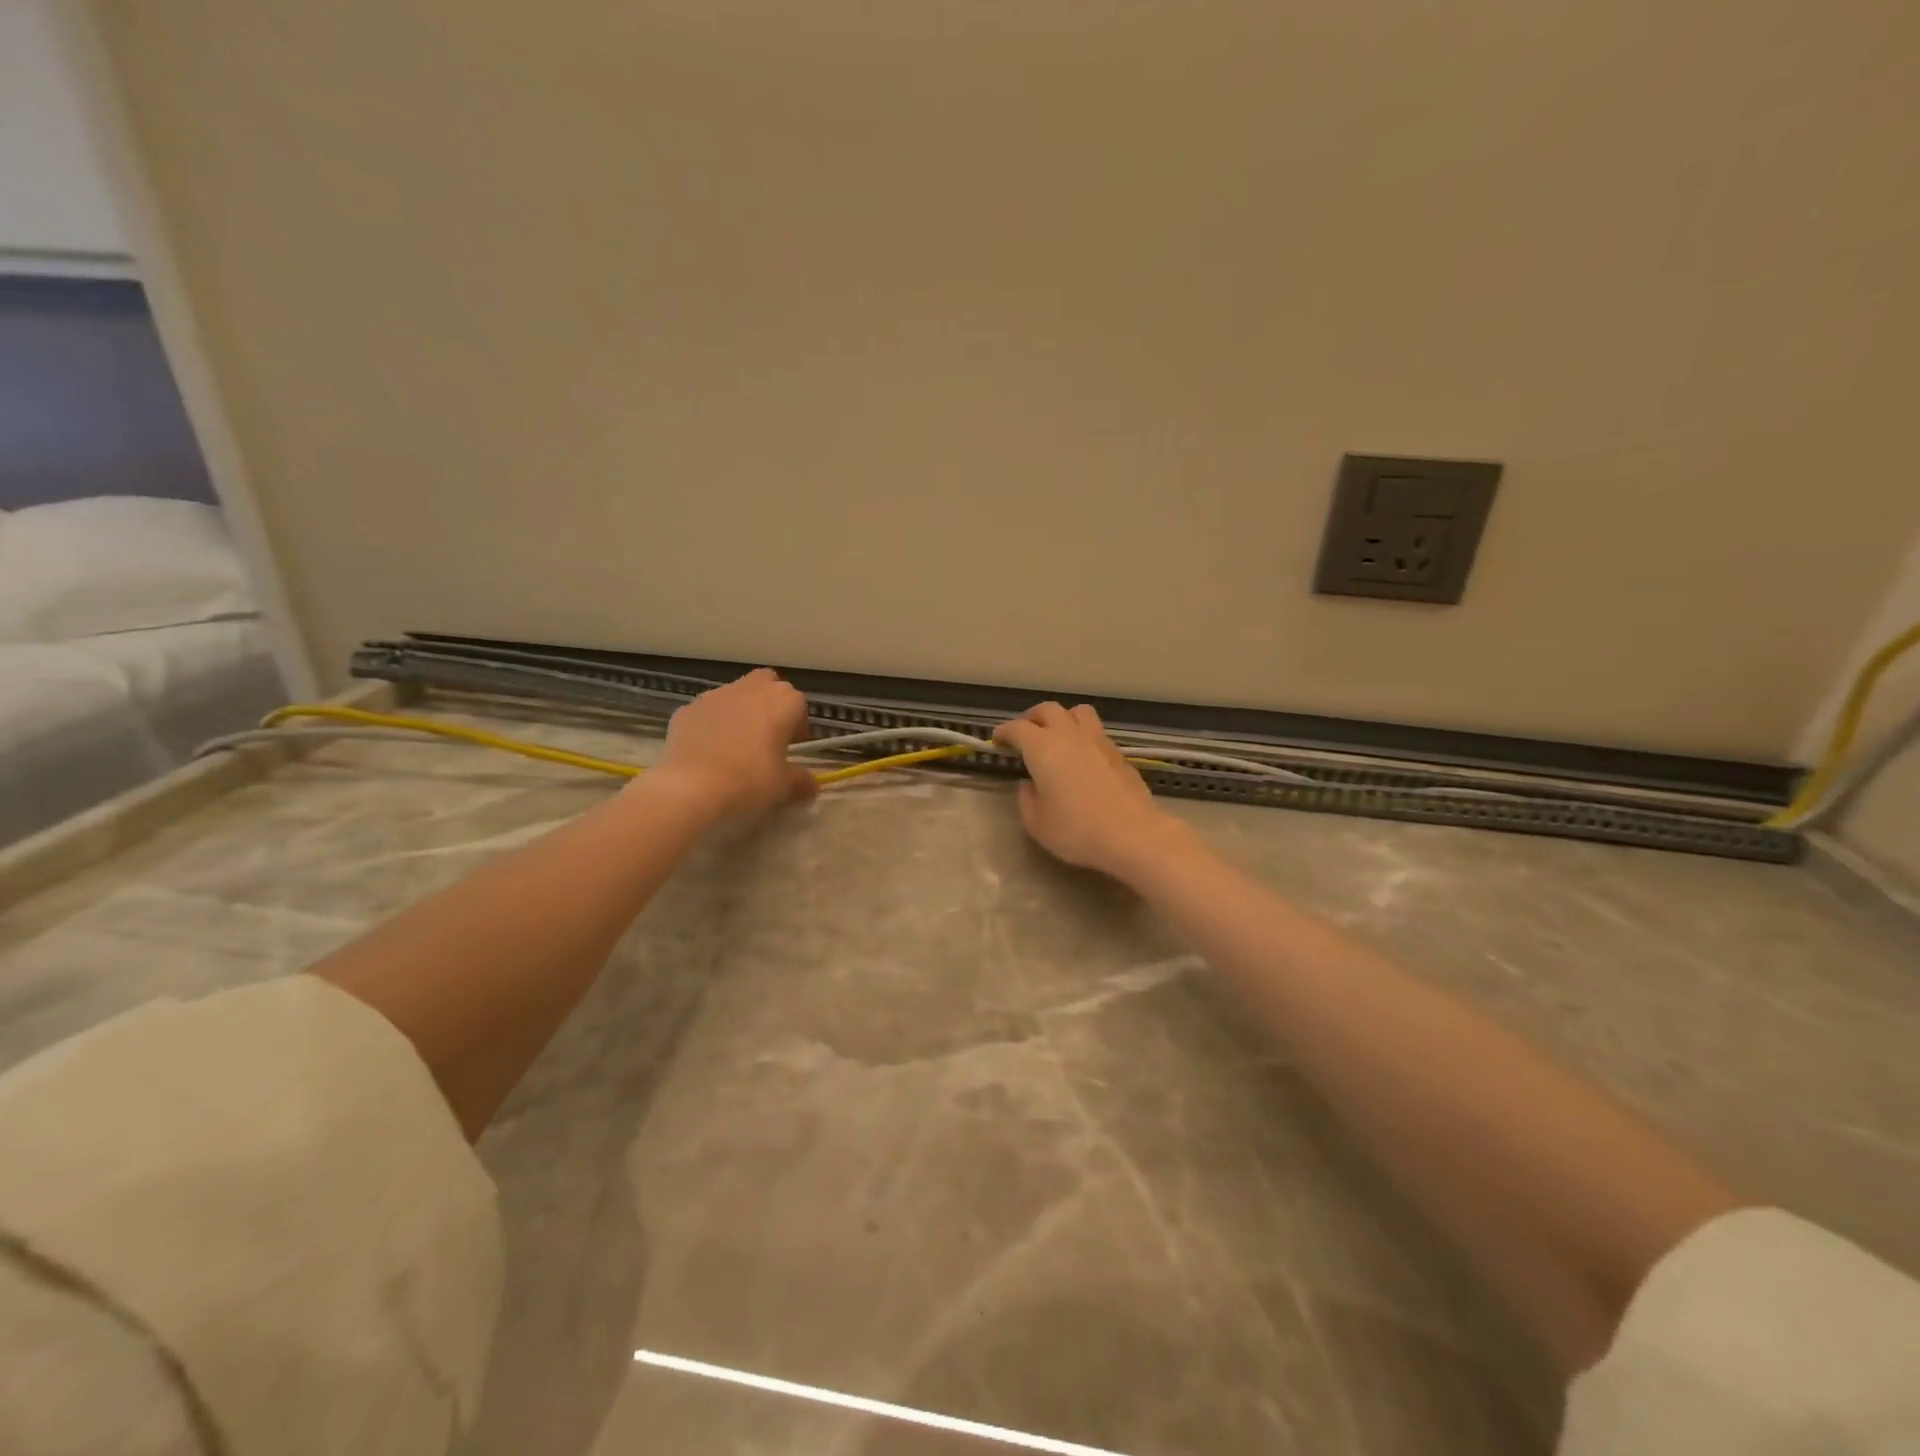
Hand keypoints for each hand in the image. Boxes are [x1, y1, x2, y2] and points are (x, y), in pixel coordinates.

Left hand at [649, 668, 817, 819]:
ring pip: (735, 694)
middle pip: (767, 684)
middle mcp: (749, 689)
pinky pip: (707, 711)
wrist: (690, 788)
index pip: (798, 703)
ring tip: (735, 746)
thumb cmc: (749, 781)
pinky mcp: (686, 709)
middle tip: (767, 737)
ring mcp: (714, 696)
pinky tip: (707, 752)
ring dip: (740, 711)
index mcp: (781, 702)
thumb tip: (812, 785)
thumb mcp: (784, 788)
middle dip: (770, 703)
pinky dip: (711, 724)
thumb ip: (802, 782)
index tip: (792, 748)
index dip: (798, 725)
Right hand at [993, 703, 1184, 881]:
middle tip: (1024, 735)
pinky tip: (1082, 757)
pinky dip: (1083, 736)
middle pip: (1048, 710)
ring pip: (1077, 712)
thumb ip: (1026, 799)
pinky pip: (1096, 732)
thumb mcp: (1037, 823)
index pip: (1018, 728)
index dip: (1004, 732)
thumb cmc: (1076, 830)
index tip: (998, 741)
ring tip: (1057, 736)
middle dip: (1032, 718)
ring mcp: (1098, 741)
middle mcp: (1069, 735)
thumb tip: (1029, 784)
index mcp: (1043, 748)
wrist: (1132, 834)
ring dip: (1062, 718)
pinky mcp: (1119, 753)